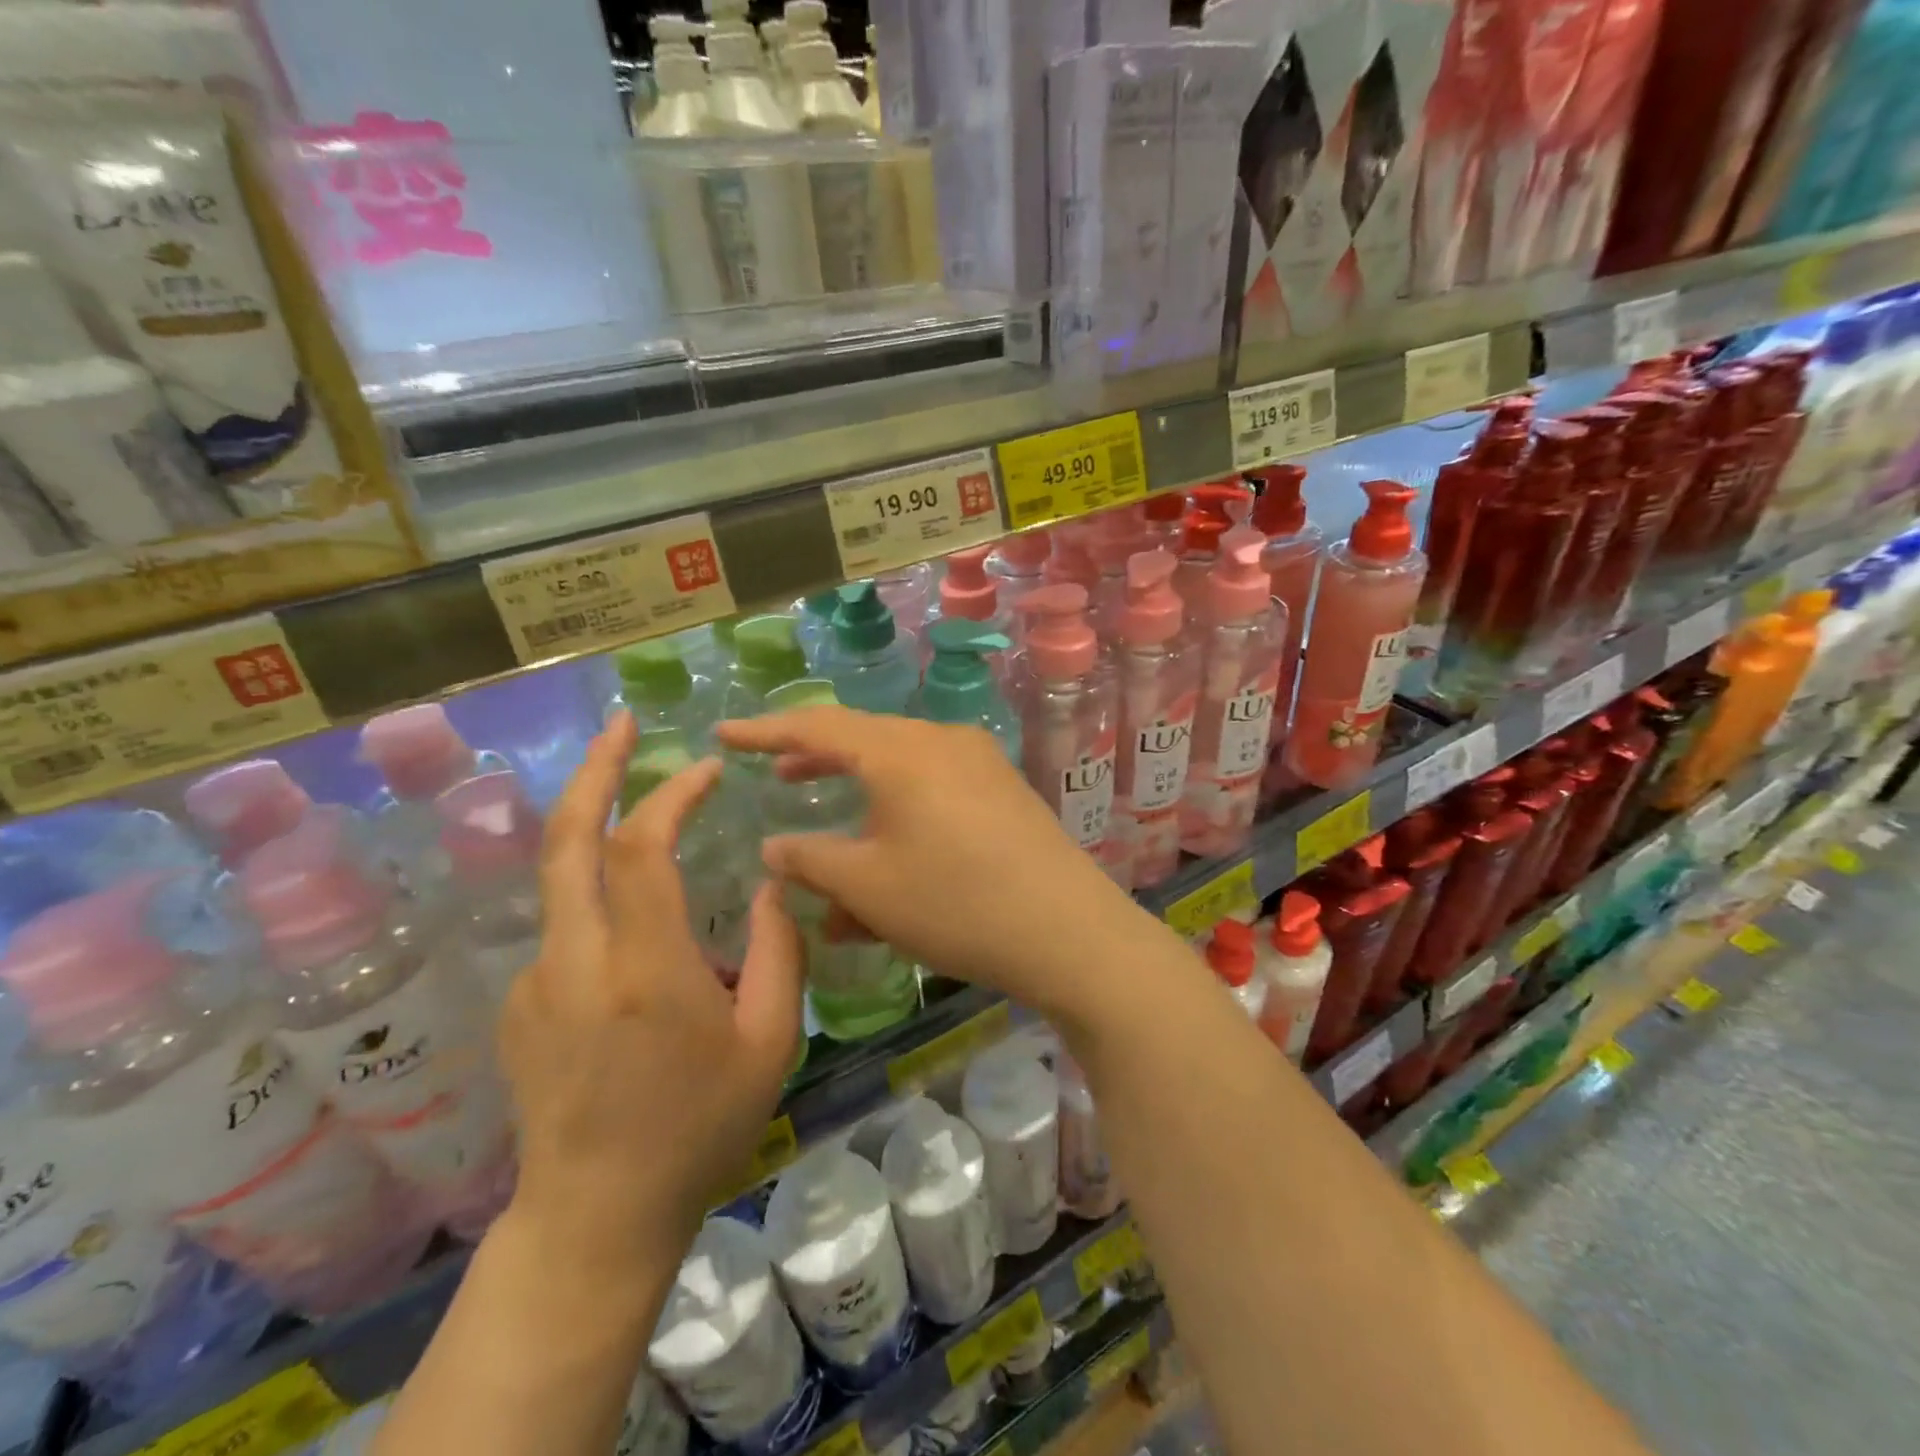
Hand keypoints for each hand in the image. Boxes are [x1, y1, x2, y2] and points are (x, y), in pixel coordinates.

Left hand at [498, 712, 803, 1271]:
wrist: (596, 1217)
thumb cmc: (698, 1129)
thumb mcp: (770, 1043)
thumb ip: (780, 953)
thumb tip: (774, 885)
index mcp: (644, 969)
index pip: (642, 848)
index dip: (671, 794)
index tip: (707, 768)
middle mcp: (575, 961)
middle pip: (565, 840)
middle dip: (594, 770)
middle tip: (621, 724)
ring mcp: (535, 982)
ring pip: (562, 880)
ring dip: (599, 830)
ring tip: (651, 817)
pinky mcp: (520, 1005)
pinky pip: (566, 930)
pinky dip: (602, 902)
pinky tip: (642, 941)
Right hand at [715, 707, 1154, 1027]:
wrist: (1069, 932)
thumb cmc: (956, 903)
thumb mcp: (868, 886)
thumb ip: (810, 860)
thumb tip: (774, 845)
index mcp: (902, 751)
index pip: (817, 726)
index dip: (766, 730)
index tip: (725, 733)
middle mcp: (942, 742)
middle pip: (864, 741)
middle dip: (818, 762)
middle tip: (778, 777)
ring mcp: (980, 765)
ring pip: (901, 774)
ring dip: (861, 802)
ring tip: (830, 833)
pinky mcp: (1004, 794)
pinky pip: (935, 794)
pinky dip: (901, 818)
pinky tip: (889, 862)